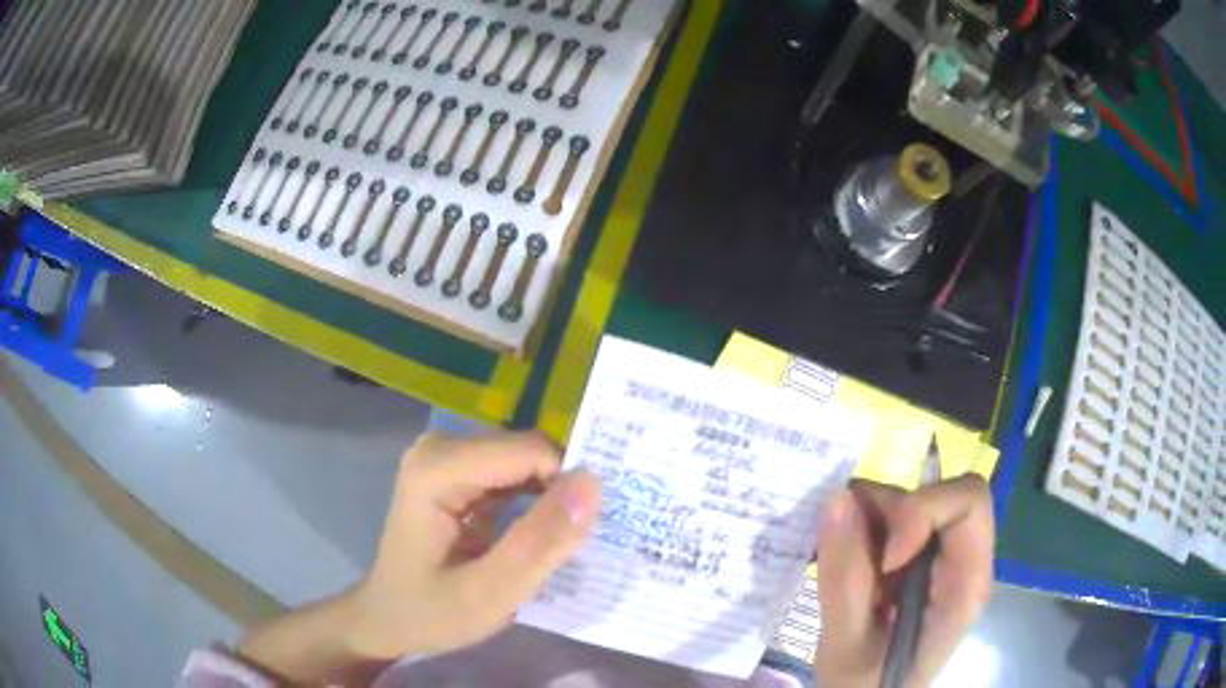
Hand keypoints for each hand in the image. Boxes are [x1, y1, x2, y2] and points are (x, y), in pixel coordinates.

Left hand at [348, 431, 601, 657]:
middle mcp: (440, 448)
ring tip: (563, 543)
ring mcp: (446, 457)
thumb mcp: (489, 594)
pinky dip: (536, 502)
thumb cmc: (430, 613)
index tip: (585, 536)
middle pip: (527, 453)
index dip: (567, 489)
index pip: (530, 452)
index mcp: (437, 469)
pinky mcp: (456, 472)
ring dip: (552, 499)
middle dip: (561, 493)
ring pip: (526, 462)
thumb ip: (540, 542)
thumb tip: (594, 483)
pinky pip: (514, 473)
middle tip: (577, 544)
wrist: (388, 620)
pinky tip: (540, 536)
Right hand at [814, 475, 993, 687]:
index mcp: (965, 585)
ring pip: (912, 501)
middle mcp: (962, 560)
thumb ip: (845, 580)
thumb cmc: (865, 685)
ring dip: (869, 519)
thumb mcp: (846, 645)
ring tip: (836, 562)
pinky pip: (893, 519)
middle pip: (943, 495)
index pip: (969, 504)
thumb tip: (838, 499)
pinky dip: (862, 527)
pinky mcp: (917, 559)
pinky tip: (843, 564)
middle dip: (890, 512)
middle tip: (848, 547)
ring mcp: (939, 557)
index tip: (884, 558)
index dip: (925, 511)